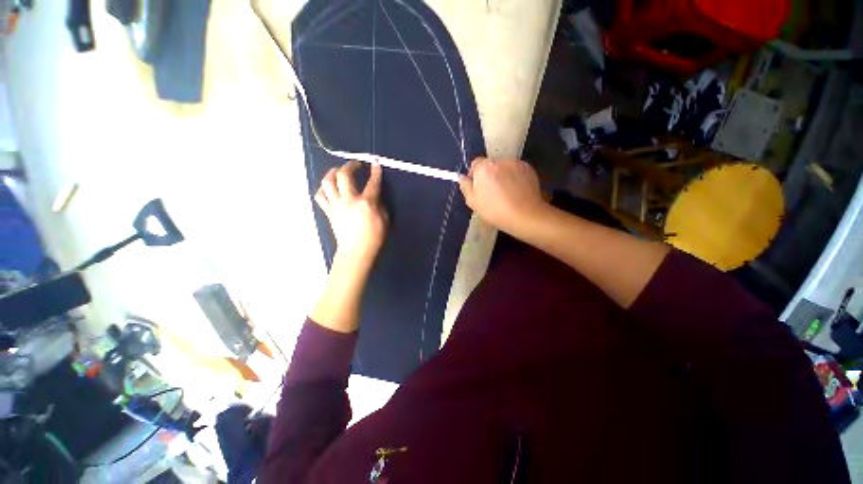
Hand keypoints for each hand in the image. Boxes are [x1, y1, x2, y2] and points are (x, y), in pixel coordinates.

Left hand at [315, 161, 387, 263]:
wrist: (356, 251)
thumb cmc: (374, 237)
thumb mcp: (384, 220)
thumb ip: (379, 204)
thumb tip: (373, 195)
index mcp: (366, 203)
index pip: (372, 182)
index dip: (375, 171)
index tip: (375, 161)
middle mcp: (348, 200)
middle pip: (343, 175)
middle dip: (350, 165)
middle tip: (356, 165)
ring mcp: (336, 205)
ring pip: (327, 182)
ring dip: (333, 173)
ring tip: (338, 172)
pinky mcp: (329, 212)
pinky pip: (320, 196)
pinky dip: (323, 189)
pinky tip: (329, 189)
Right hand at [458, 158, 548, 235]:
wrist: (525, 215)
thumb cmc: (495, 210)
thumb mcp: (473, 202)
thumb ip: (465, 187)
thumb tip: (462, 177)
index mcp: (484, 167)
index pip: (475, 163)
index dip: (475, 175)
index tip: (477, 188)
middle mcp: (500, 160)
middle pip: (490, 165)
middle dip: (489, 175)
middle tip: (491, 193)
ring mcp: (516, 163)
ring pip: (504, 167)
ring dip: (502, 176)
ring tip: (505, 193)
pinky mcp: (528, 168)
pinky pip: (516, 171)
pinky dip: (514, 178)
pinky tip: (516, 192)